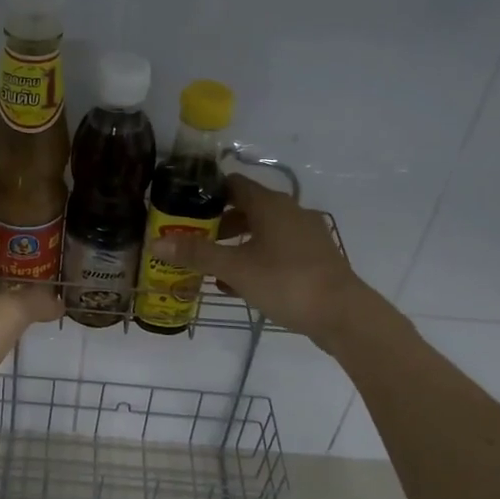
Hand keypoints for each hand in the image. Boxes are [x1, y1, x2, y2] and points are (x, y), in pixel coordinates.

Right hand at [154, 174, 380, 344]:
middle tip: (191, 241)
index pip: (232, 184)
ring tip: (211, 267)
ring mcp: (305, 234)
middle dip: (217, 224)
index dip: (206, 193)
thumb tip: (156, 243)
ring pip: (261, 231)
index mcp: (270, 205)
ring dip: (235, 245)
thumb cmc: (286, 282)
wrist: (343, 314)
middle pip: (246, 208)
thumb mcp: (235, 269)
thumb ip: (197, 254)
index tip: (182, 208)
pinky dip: (255, 259)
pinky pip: (276, 249)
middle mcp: (289, 211)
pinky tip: (238, 284)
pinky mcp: (314, 257)